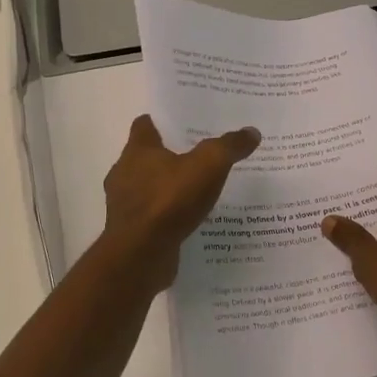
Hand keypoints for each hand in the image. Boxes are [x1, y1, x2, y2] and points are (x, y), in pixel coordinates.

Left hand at [99, 115, 259, 289]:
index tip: (183, 123)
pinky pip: (152, 216)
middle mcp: (124, 173)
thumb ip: (229, 147)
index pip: (144, 125)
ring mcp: (124, 204)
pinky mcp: (130, 231)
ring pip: (147, 188)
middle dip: (168, 156)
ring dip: (167, 188)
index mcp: (137, 150)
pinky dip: (166, 215)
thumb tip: (251, 132)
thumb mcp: (209, 166)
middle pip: (145, 157)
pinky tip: (188, 220)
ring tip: (197, 191)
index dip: (162, 122)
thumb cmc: (169, 200)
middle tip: (199, 156)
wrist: (141, 254)